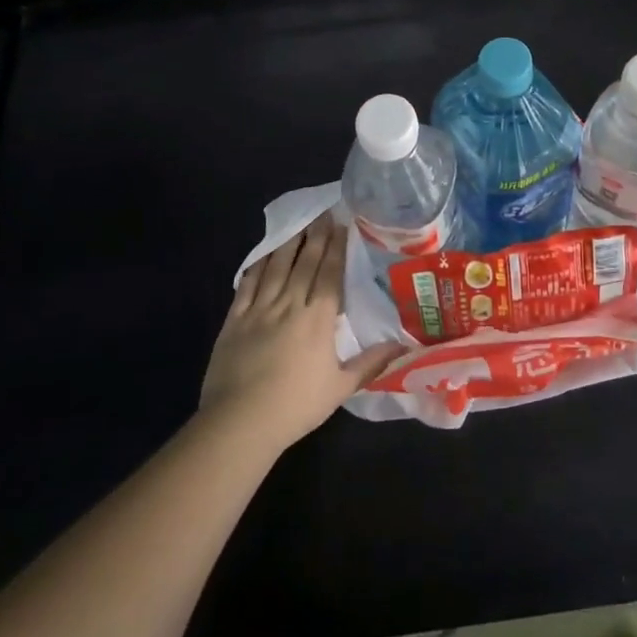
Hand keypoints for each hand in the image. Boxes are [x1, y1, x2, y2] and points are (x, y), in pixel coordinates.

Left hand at [200, 214, 402, 448]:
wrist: (240, 422)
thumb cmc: (295, 406)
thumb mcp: (340, 388)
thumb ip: (370, 363)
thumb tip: (402, 346)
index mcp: (317, 320)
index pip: (329, 274)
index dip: (336, 248)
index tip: (341, 225)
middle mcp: (289, 306)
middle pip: (304, 263)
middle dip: (315, 236)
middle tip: (323, 214)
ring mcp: (259, 310)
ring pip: (276, 267)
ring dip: (288, 244)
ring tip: (298, 224)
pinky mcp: (235, 320)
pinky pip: (247, 284)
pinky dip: (257, 266)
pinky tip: (264, 255)